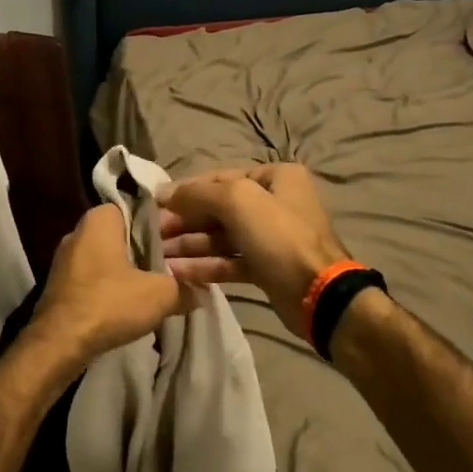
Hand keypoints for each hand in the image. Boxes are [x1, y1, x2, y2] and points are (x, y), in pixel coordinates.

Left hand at [30, 205, 193, 364]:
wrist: (59, 344)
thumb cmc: (109, 304)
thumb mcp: (160, 294)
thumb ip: (184, 288)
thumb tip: (200, 291)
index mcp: (100, 219)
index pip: (138, 207)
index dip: (163, 222)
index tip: (183, 238)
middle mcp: (79, 231)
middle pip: (124, 233)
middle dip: (149, 248)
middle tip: (176, 263)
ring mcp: (66, 259)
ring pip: (110, 256)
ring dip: (132, 269)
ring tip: (159, 284)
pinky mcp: (61, 284)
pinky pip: (96, 276)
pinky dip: (114, 285)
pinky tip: (132, 301)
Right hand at [156, 164, 350, 338]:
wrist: (318, 295)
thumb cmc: (280, 237)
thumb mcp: (238, 201)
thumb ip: (200, 193)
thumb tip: (165, 193)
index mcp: (275, 177)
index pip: (220, 178)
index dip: (186, 191)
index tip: (154, 204)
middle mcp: (274, 202)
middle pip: (219, 208)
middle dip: (185, 221)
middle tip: (154, 234)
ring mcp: (271, 237)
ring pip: (222, 237)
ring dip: (190, 245)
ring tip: (159, 256)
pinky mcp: (266, 267)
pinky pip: (230, 261)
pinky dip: (205, 266)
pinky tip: (178, 272)